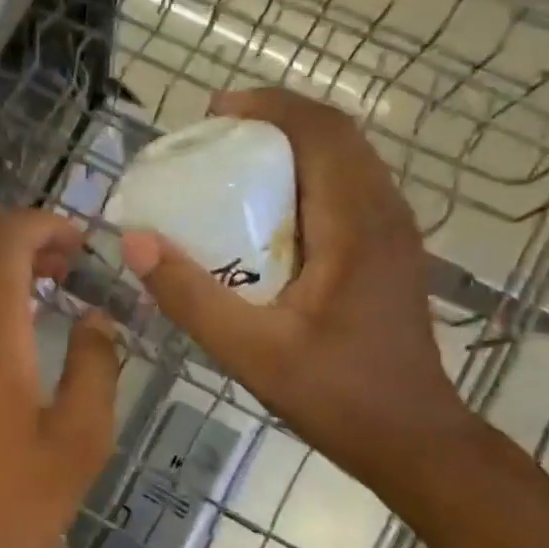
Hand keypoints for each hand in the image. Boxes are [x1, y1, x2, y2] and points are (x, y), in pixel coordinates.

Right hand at [120, 88, 471, 486]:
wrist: (413, 439)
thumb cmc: (335, 395)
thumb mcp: (249, 350)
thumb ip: (189, 296)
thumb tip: (135, 241)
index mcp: (357, 226)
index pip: (322, 133)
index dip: (268, 108)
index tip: (213, 114)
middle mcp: (385, 215)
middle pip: (336, 136)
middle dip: (274, 121)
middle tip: (213, 137)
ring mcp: (394, 232)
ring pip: (346, 159)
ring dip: (291, 146)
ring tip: (233, 162)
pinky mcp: (388, 251)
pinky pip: (347, 188)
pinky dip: (305, 176)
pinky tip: (266, 211)